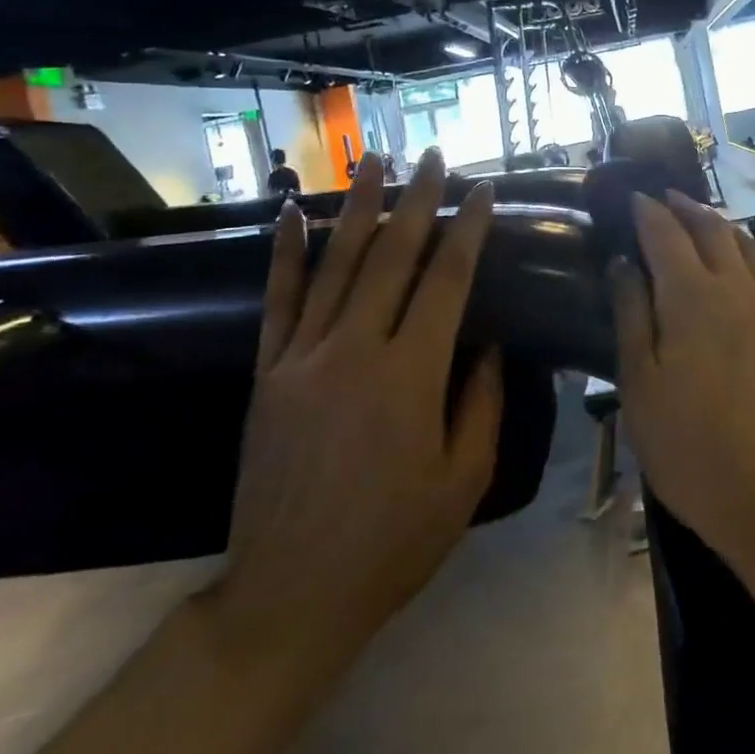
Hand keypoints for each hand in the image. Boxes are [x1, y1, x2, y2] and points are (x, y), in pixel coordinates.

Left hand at [208, 149, 503, 680]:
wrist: (290, 595)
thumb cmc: (393, 542)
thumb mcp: (463, 481)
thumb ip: (480, 403)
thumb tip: (488, 342)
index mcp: (410, 377)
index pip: (446, 282)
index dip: (466, 231)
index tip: (480, 192)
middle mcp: (355, 352)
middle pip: (392, 258)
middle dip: (418, 201)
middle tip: (435, 157)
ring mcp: (302, 358)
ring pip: (337, 265)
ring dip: (359, 208)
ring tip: (375, 160)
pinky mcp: (266, 374)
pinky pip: (278, 301)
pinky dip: (286, 254)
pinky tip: (293, 214)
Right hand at [610, 191, 754, 568]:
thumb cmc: (688, 447)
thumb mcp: (640, 383)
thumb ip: (631, 314)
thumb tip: (622, 262)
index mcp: (693, 297)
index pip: (665, 234)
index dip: (648, 211)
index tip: (635, 196)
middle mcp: (740, 288)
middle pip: (713, 230)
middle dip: (687, 208)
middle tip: (668, 198)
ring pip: (751, 250)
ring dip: (723, 230)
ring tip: (706, 225)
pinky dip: (754, 263)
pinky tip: (748, 274)